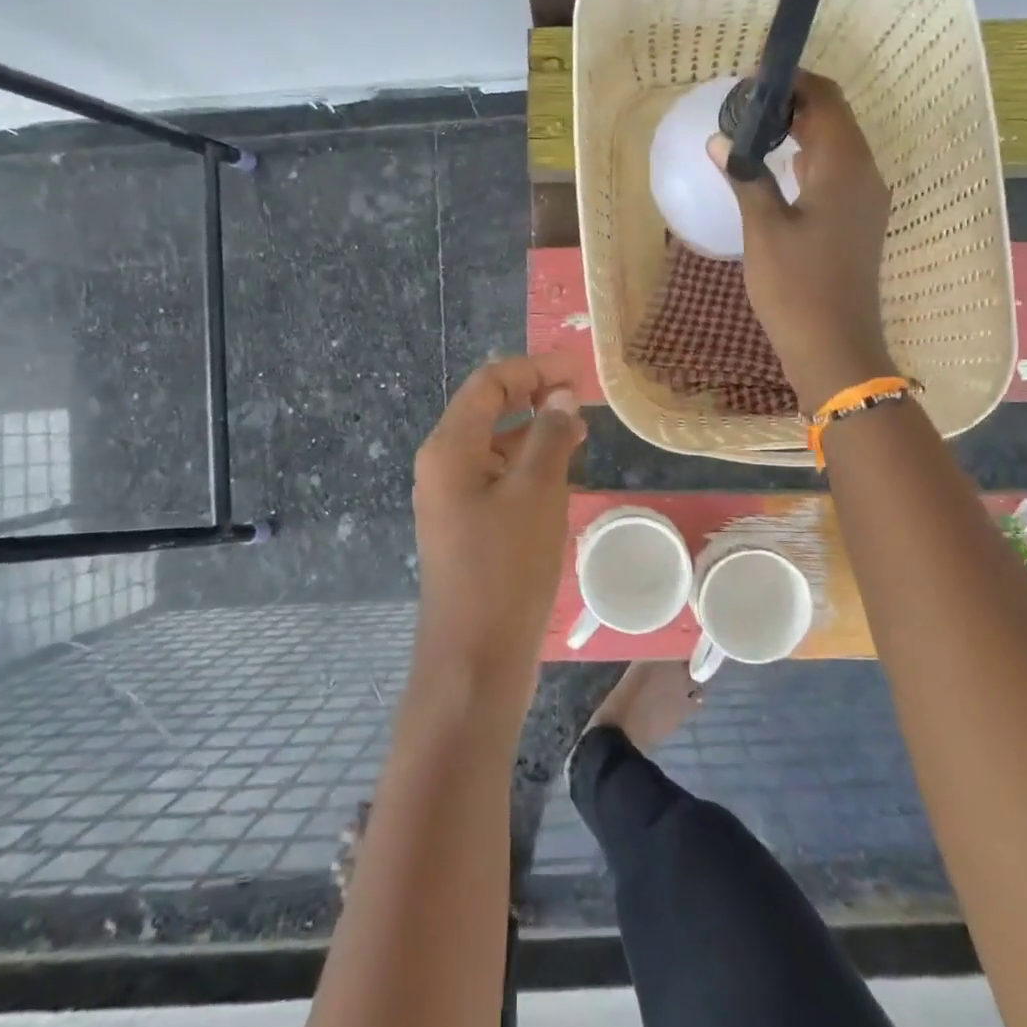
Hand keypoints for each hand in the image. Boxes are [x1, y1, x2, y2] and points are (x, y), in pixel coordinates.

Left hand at [410, 354, 585, 711]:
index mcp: (450, 447)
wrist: (475, 658)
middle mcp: (443, 465)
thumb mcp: (537, 492)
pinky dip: (528, 465)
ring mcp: (452, 497)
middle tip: (583, 398)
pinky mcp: (466, 525)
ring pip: (495, 445)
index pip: (489, 383)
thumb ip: (550, 436)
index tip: (577, 371)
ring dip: (534, 431)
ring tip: (580, 432)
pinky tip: (560, 474)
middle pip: (488, 409)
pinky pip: (497, 477)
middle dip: (535, 396)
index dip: (533, 368)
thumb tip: (561, 397)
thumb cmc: (506, 567)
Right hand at [709, 71, 894, 408]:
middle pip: (834, 118)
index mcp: (845, 166)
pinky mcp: (858, 222)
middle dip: (793, 103)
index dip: (792, 80)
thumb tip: (722, 142)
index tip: (751, 79)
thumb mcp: (764, 229)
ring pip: (836, 146)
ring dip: (801, 132)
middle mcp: (865, 174)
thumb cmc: (796, 287)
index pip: (825, 98)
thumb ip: (746, 178)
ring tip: (755, 132)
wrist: (835, 348)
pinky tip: (778, 172)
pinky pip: (837, 174)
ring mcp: (866, 200)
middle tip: (745, 106)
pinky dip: (809, 161)